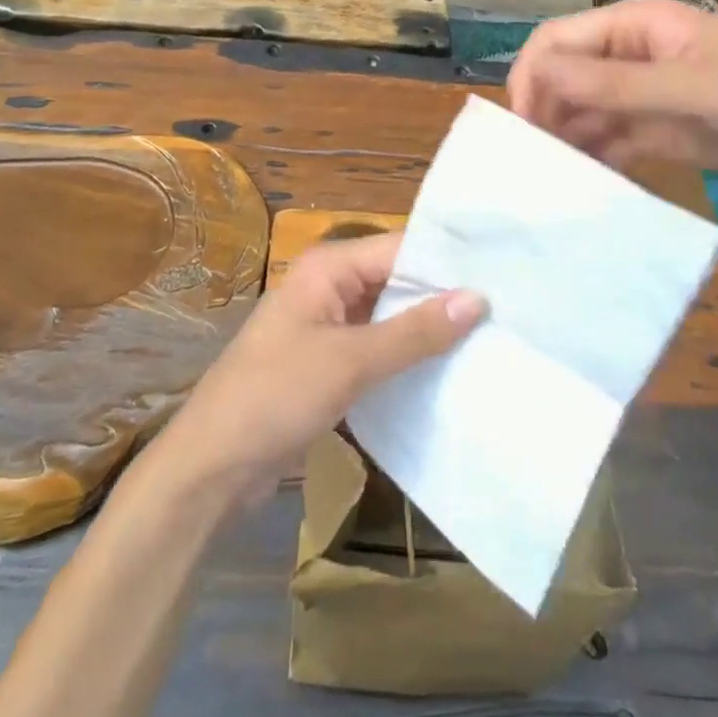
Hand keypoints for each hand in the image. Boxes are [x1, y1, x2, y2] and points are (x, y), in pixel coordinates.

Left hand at [155, 233, 484, 507]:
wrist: (211, 467)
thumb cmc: (276, 396)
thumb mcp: (350, 362)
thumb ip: (414, 331)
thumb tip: (477, 298)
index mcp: (329, 267)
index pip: (400, 248)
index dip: (448, 263)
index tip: (502, 275)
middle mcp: (329, 285)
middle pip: (396, 280)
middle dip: (442, 297)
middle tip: (505, 311)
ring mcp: (327, 325)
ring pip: (389, 316)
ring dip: (427, 330)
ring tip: (490, 339)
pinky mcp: (327, 362)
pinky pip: (377, 347)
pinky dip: (406, 356)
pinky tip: (447, 371)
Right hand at [508, 0, 717, 188]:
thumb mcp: (692, 88)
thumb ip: (615, 85)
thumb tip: (540, 74)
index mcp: (634, 25)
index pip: (559, 40)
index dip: (532, 75)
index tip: (521, 125)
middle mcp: (628, 55)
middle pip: (564, 76)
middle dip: (543, 112)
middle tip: (532, 163)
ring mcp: (642, 94)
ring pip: (581, 111)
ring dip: (563, 139)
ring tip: (549, 181)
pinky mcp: (655, 130)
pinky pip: (608, 140)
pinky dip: (592, 159)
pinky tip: (583, 187)